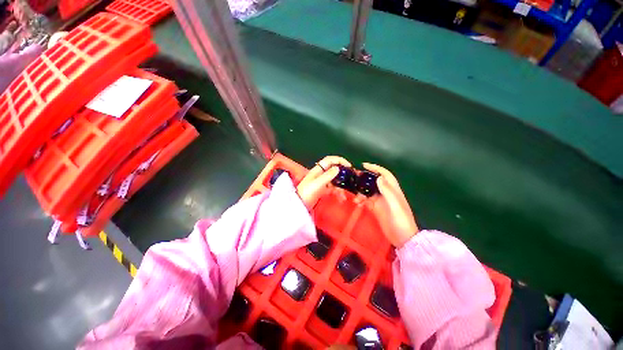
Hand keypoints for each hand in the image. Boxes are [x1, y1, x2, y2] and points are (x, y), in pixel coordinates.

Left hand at [297, 156, 350, 210]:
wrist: (299, 205)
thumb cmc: (306, 193)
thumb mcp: (317, 183)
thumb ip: (328, 175)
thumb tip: (338, 168)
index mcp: (318, 170)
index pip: (329, 160)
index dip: (339, 160)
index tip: (348, 165)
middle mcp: (320, 174)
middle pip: (333, 169)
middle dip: (342, 173)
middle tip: (350, 178)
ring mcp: (321, 182)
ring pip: (334, 180)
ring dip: (341, 185)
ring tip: (345, 193)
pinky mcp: (322, 190)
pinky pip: (333, 188)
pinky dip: (338, 191)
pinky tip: (341, 197)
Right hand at [362, 163, 418, 247]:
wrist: (403, 239)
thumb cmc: (401, 221)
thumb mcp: (396, 206)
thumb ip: (388, 192)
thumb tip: (378, 178)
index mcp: (393, 190)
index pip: (385, 175)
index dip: (376, 168)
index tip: (364, 165)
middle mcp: (386, 194)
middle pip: (374, 182)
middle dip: (365, 178)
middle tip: (354, 178)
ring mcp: (380, 201)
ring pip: (369, 191)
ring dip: (361, 191)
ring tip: (354, 196)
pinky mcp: (376, 209)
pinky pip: (366, 201)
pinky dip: (361, 200)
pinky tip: (357, 203)